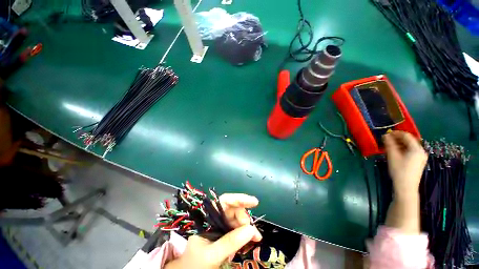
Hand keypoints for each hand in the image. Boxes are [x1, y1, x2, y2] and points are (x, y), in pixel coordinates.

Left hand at [165, 194, 261, 268]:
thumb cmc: (194, 264)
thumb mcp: (211, 255)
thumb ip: (230, 242)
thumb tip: (251, 229)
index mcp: (208, 217)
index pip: (224, 201)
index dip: (239, 199)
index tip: (254, 202)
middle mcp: (216, 218)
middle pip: (234, 210)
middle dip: (245, 219)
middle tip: (254, 234)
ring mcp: (221, 226)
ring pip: (238, 220)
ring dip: (248, 228)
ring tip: (256, 239)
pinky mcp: (225, 234)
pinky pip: (238, 230)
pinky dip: (246, 234)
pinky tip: (251, 240)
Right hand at [383, 131, 427, 198]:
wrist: (406, 187)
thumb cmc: (399, 170)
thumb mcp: (392, 156)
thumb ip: (389, 144)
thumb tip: (385, 135)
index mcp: (416, 148)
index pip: (406, 136)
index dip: (396, 133)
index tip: (386, 133)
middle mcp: (421, 151)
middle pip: (409, 141)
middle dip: (397, 139)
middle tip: (385, 140)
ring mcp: (420, 157)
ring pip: (409, 146)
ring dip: (399, 144)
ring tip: (388, 146)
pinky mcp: (418, 162)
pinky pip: (410, 151)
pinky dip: (402, 149)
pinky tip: (395, 152)